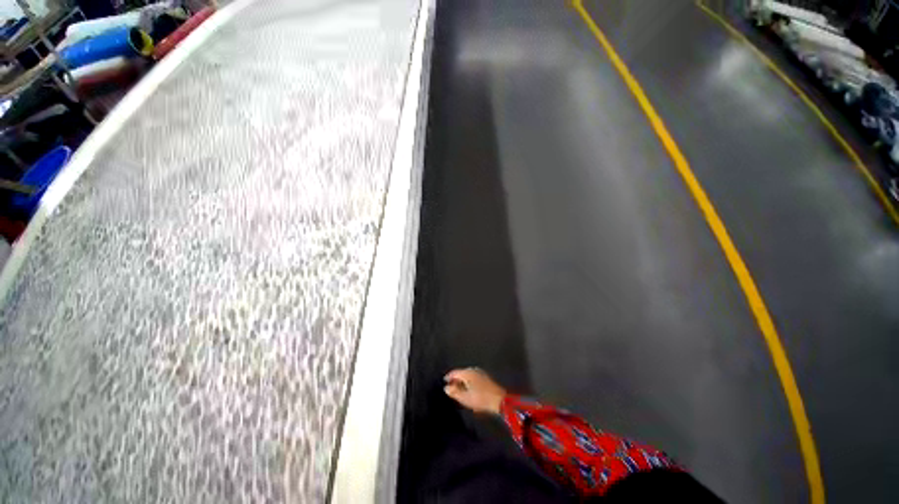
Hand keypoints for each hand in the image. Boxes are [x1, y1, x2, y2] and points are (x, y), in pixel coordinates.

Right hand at [444, 367, 506, 414]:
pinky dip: (468, 382)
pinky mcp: (485, 377)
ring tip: (459, 390)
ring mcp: (480, 373)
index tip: (444, 382)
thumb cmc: (480, 399)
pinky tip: (469, 389)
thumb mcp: (465, 397)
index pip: (454, 372)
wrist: (499, 400)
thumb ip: (454, 392)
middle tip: (451, 388)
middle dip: (456, 379)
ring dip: (462, 381)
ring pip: (467, 375)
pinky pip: (473, 377)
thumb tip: (446, 387)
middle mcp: (473, 370)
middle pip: (461, 373)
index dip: (448, 377)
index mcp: (467, 373)